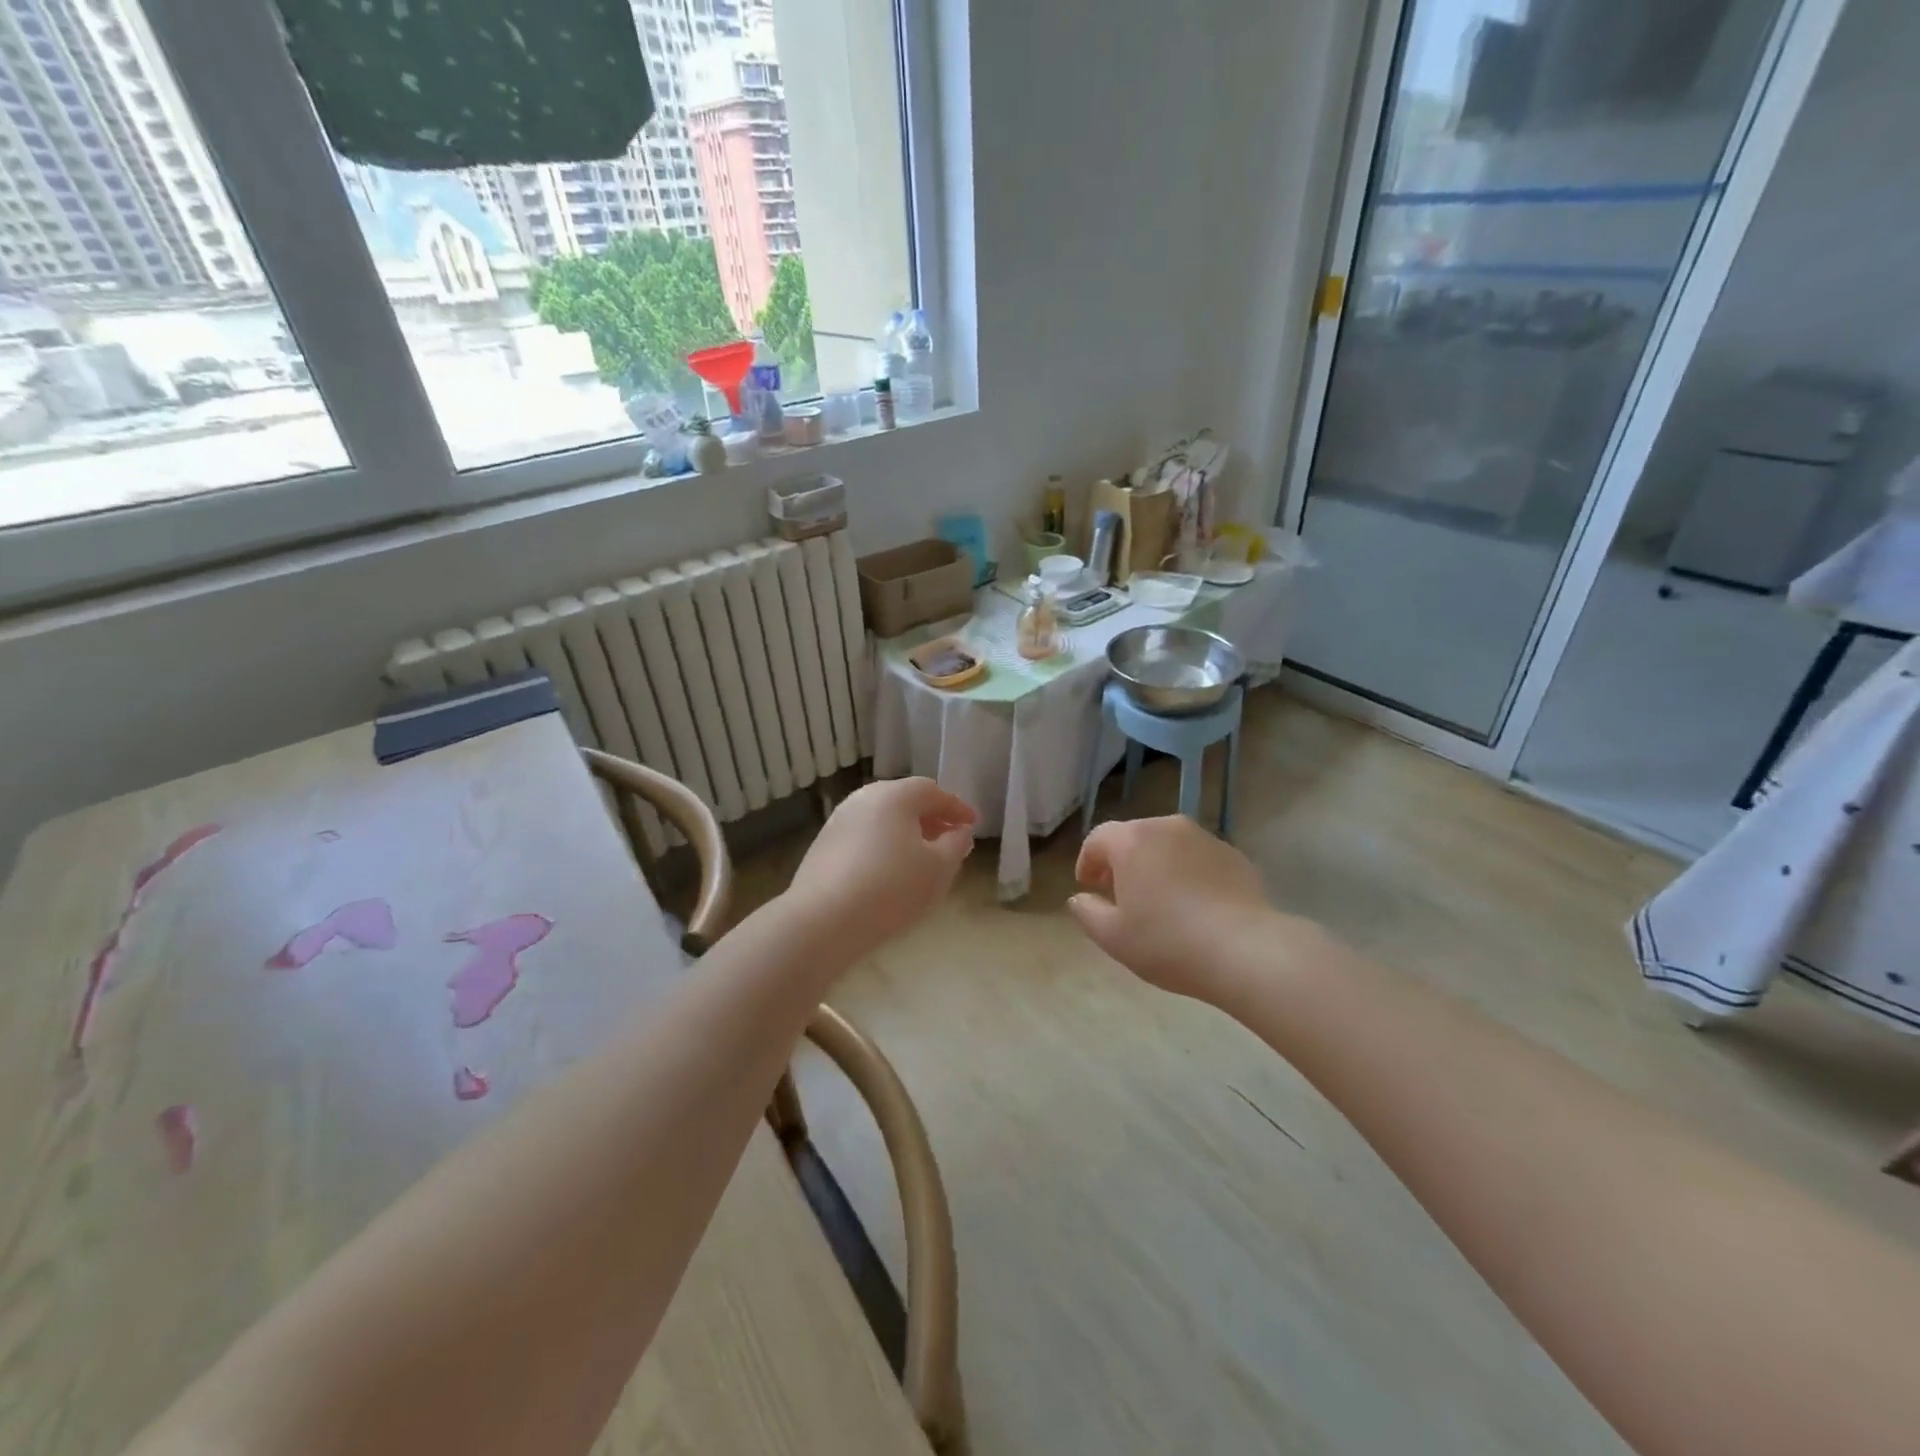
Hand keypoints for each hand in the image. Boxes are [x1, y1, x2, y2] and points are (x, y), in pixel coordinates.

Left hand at [786, 778, 975, 959]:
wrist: (823, 921)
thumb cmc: (891, 888)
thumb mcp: (939, 869)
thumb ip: (956, 845)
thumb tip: (959, 831)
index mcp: (894, 795)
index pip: (932, 791)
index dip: (957, 807)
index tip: (973, 826)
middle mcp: (863, 799)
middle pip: (904, 801)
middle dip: (930, 819)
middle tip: (949, 841)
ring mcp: (838, 821)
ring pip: (882, 819)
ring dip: (906, 834)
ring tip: (921, 860)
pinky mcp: (822, 846)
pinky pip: (863, 837)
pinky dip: (883, 846)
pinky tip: (889, 874)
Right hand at [1068, 816, 1275, 1001]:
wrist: (1245, 950)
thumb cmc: (1168, 942)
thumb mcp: (1113, 937)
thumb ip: (1087, 912)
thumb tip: (1080, 898)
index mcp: (1132, 840)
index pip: (1098, 838)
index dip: (1088, 861)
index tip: (1089, 886)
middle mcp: (1166, 827)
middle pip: (1134, 837)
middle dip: (1122, 862)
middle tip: (1121, 894)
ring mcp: (1204, 838)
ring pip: (1167, 845)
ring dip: (1156, 865)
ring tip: (1159, 900)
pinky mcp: (1233, 854)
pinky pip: (1197, 858)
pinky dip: (1187, 872)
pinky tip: (1193, 905)